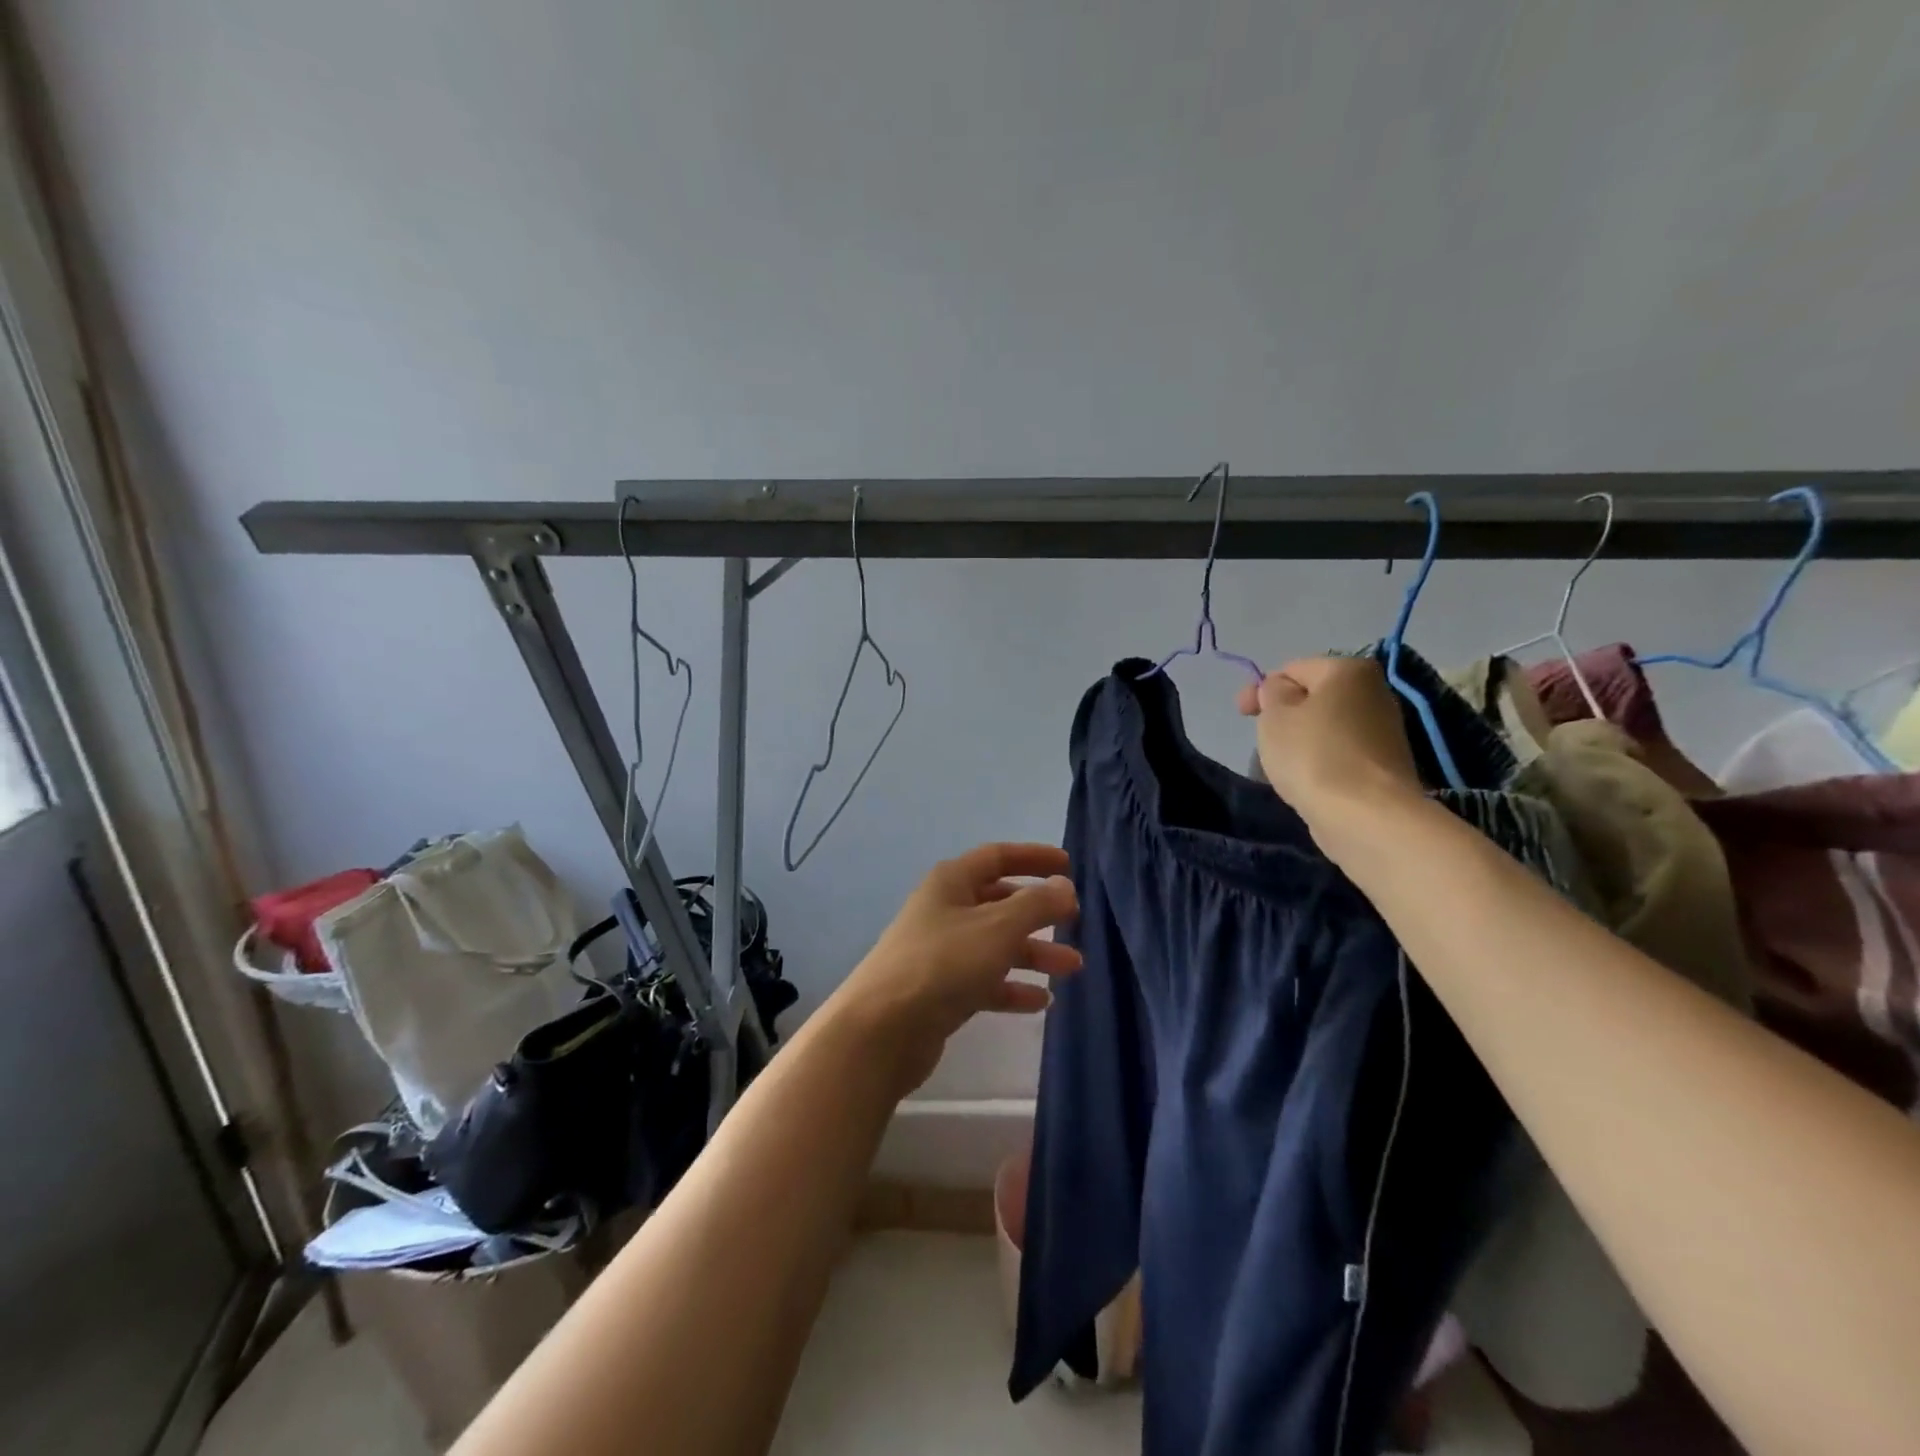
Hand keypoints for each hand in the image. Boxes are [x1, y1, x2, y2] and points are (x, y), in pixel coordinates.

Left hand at [832, 844, 1081, 1094]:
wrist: (882, 1029)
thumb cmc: (943, 964)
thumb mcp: (998, 928)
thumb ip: (1036, 904)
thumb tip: (1064, 886)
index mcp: (951, 882)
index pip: (997, 857)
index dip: (1033, 857)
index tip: (1068, 865)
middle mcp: (945, 911)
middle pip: (999, 902)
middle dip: (1038, 912)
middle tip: (1074, 922)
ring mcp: (941, 952)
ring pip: (996, 944)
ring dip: (1033, 953)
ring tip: (1072, 968)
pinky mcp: (940, 991)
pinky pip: (985, 981)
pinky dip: (1012, 987)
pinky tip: (1041, 1002)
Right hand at [1237, 657, 1423, 841]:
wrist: (1366, 815)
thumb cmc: (1314, 755)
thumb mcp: (1275, 715)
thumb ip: (1271, 692)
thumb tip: (1281, 690)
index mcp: (1349, 670)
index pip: (1293, 668)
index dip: (1261, 689)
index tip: (1241, 714)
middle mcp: (1375, 692)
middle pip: (1314, 697)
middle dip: (1284, 715)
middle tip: (1262, 740)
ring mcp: (1384, 731)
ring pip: (1326, 727)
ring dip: (1301, 740)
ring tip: (1282, 765)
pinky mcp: (1384, 766)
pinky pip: (1340, 753)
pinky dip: (1320, 762)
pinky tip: (1307, 780)